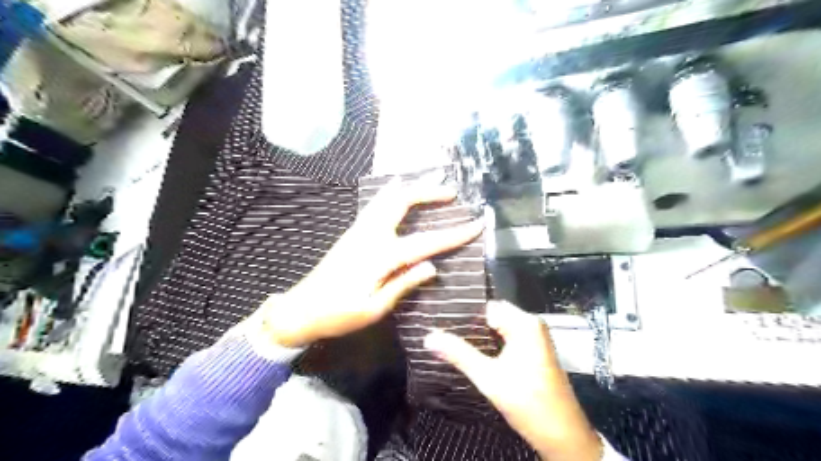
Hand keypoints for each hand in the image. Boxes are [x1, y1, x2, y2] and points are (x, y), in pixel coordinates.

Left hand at [259, 181, 482, 346]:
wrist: (301, 309)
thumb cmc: (339, 315)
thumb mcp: (375, 308)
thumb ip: (403, 284)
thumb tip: (432, 267)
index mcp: (380, 257)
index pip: (426, 242)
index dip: (454, 234)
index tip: (477, 224)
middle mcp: (370, 235)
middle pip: (402, 202)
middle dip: (428, 192)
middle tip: (451, 192)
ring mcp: (359, 230)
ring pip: (387, 198)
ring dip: (411, 188)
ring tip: (430, 183)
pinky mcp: (352, 232)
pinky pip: (375, 204)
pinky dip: (391, 193)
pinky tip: (397, 189)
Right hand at [426, 301, 601, 460]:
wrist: (562, 436)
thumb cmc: (528, 402)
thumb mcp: (489, 378)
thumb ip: (459, 354)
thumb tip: (429, 337)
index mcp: (524, 323)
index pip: (487, 306)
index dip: (463, 312)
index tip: (439, 318)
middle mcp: (531, 325)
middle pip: (492, 316)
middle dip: (468, 325)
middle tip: (440, 330)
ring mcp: (534, 338)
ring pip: (498, 328)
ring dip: (478, 336)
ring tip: (449, 339)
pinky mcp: (533, 351)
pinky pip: (505, 339)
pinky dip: (489, 345)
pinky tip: (471, 352)